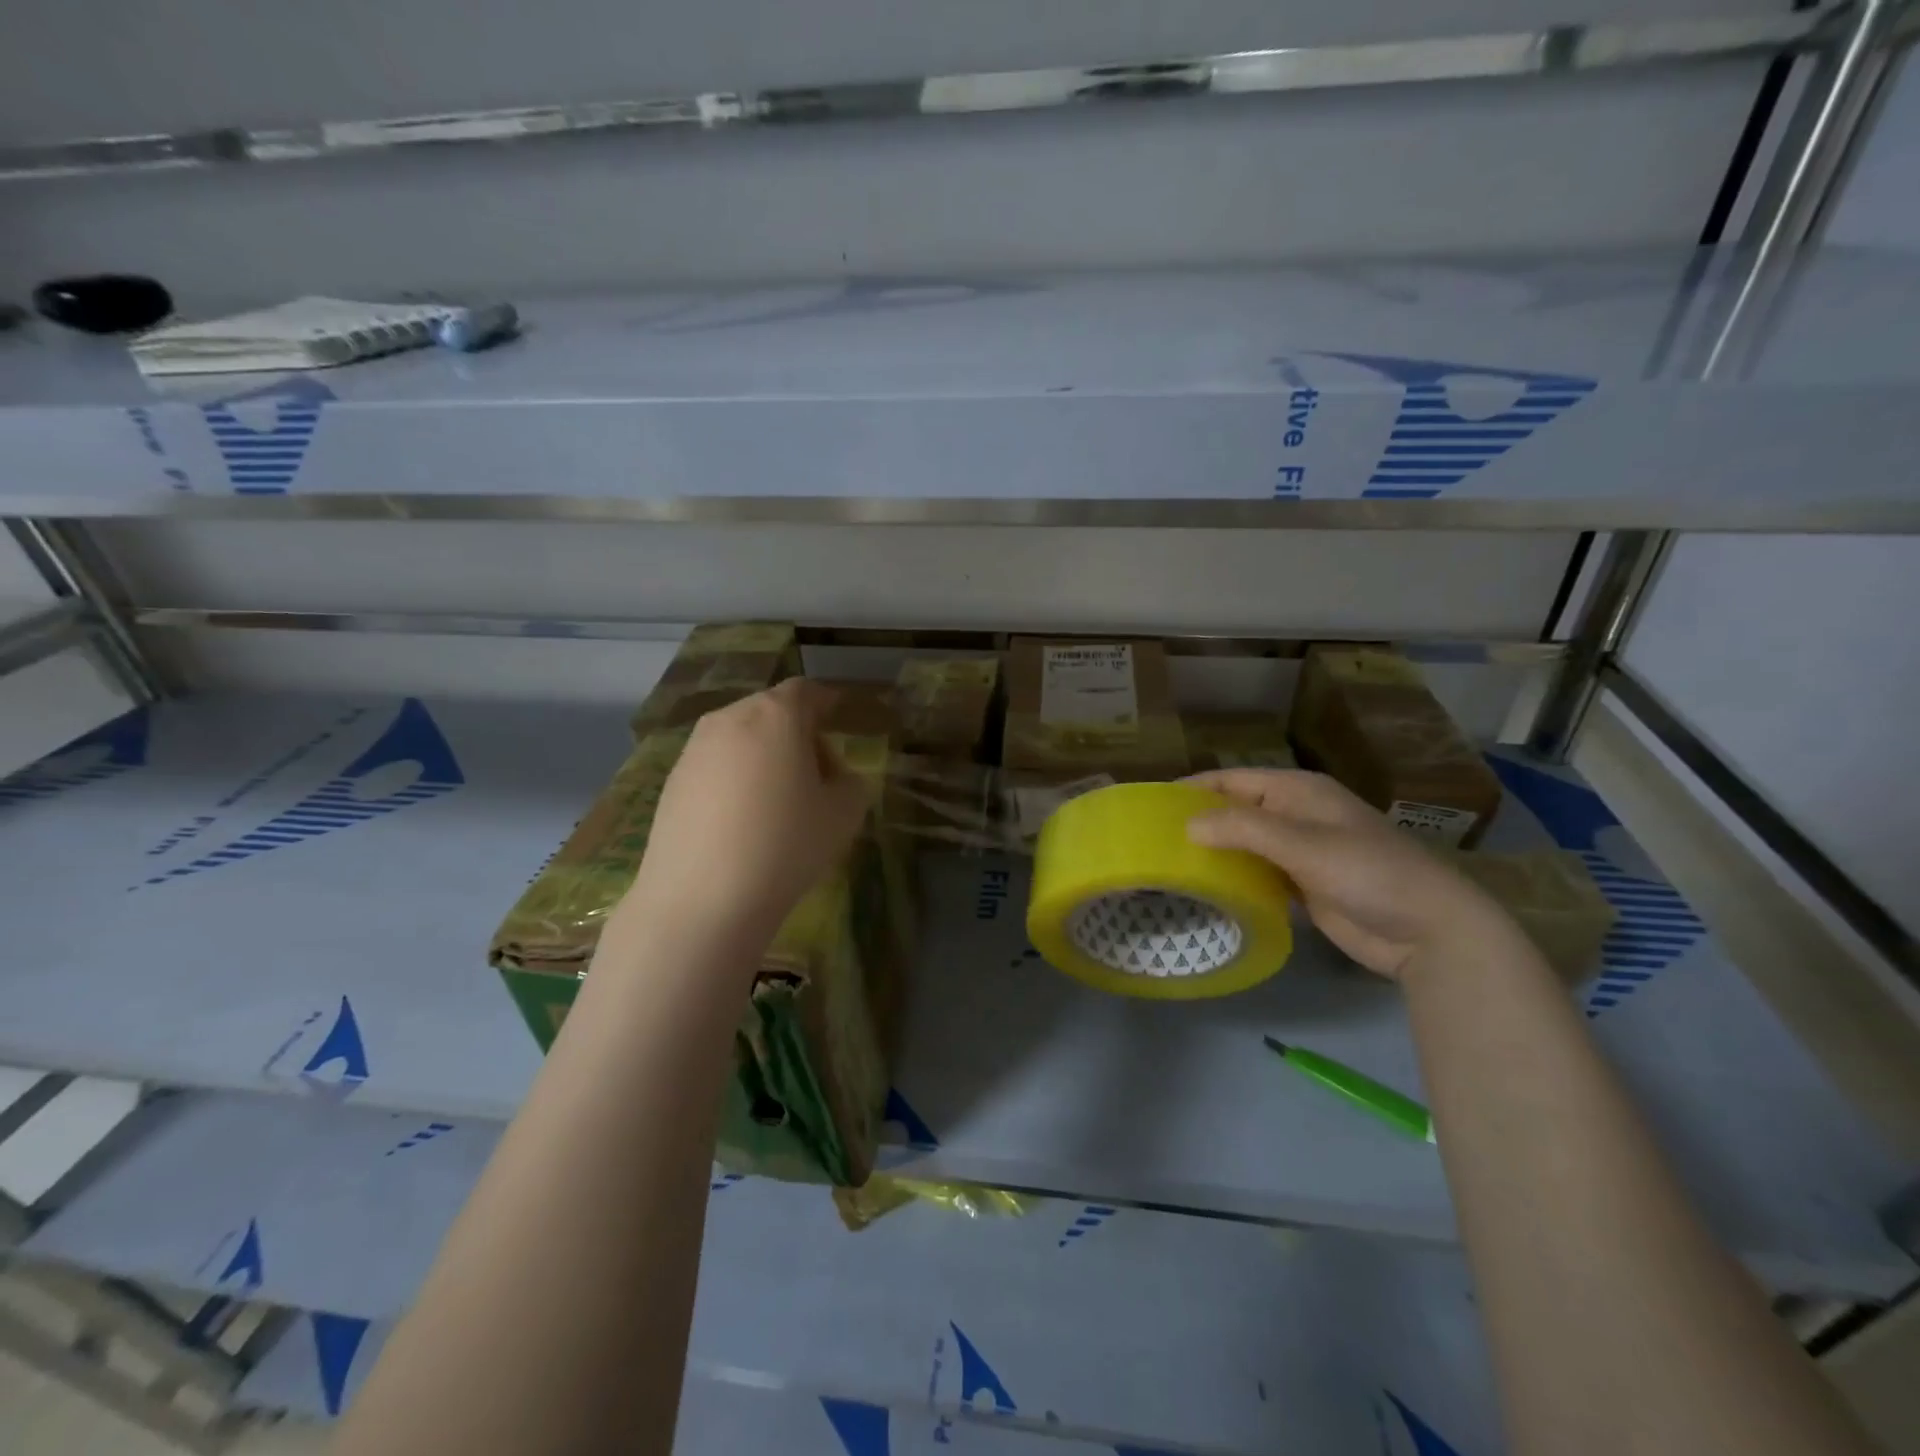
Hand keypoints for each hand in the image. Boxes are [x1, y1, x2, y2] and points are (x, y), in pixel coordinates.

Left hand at [618, 680, 871, 951]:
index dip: (827, 703)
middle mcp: (730, 718)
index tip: (840, 721)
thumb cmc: (786, 845)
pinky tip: (742, 822)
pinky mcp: (672, 782)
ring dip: (764, 756)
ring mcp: (694, 749)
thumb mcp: (844, 814)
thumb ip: (851, 782)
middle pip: (772, 712)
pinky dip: (735, 779)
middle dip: (798, 734)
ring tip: (778, 803)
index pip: (807, 691)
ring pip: (741, 738)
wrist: (702, 899)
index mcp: (776, 715)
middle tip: (817, 775)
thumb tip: (835, 777)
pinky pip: (716, 766)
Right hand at [1186, 769, 1514, 980]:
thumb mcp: (1302, 844)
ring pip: (1245, 844)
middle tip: (1154, 837)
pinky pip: (1258, 874)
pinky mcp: (1303, 885)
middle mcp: (1295, 815)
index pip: (1233, 779)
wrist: (1428, 929)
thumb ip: (1242, 830)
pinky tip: (1206, 889)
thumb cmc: (1367, 872)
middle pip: (1236, 810)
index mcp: (1297, 791)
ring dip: (1215, 852)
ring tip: (1169, 863)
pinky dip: (1235, 878)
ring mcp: (1300, 852)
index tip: (1153, 803)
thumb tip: (1186, 824)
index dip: (1195, 787)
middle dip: (1200, 820)